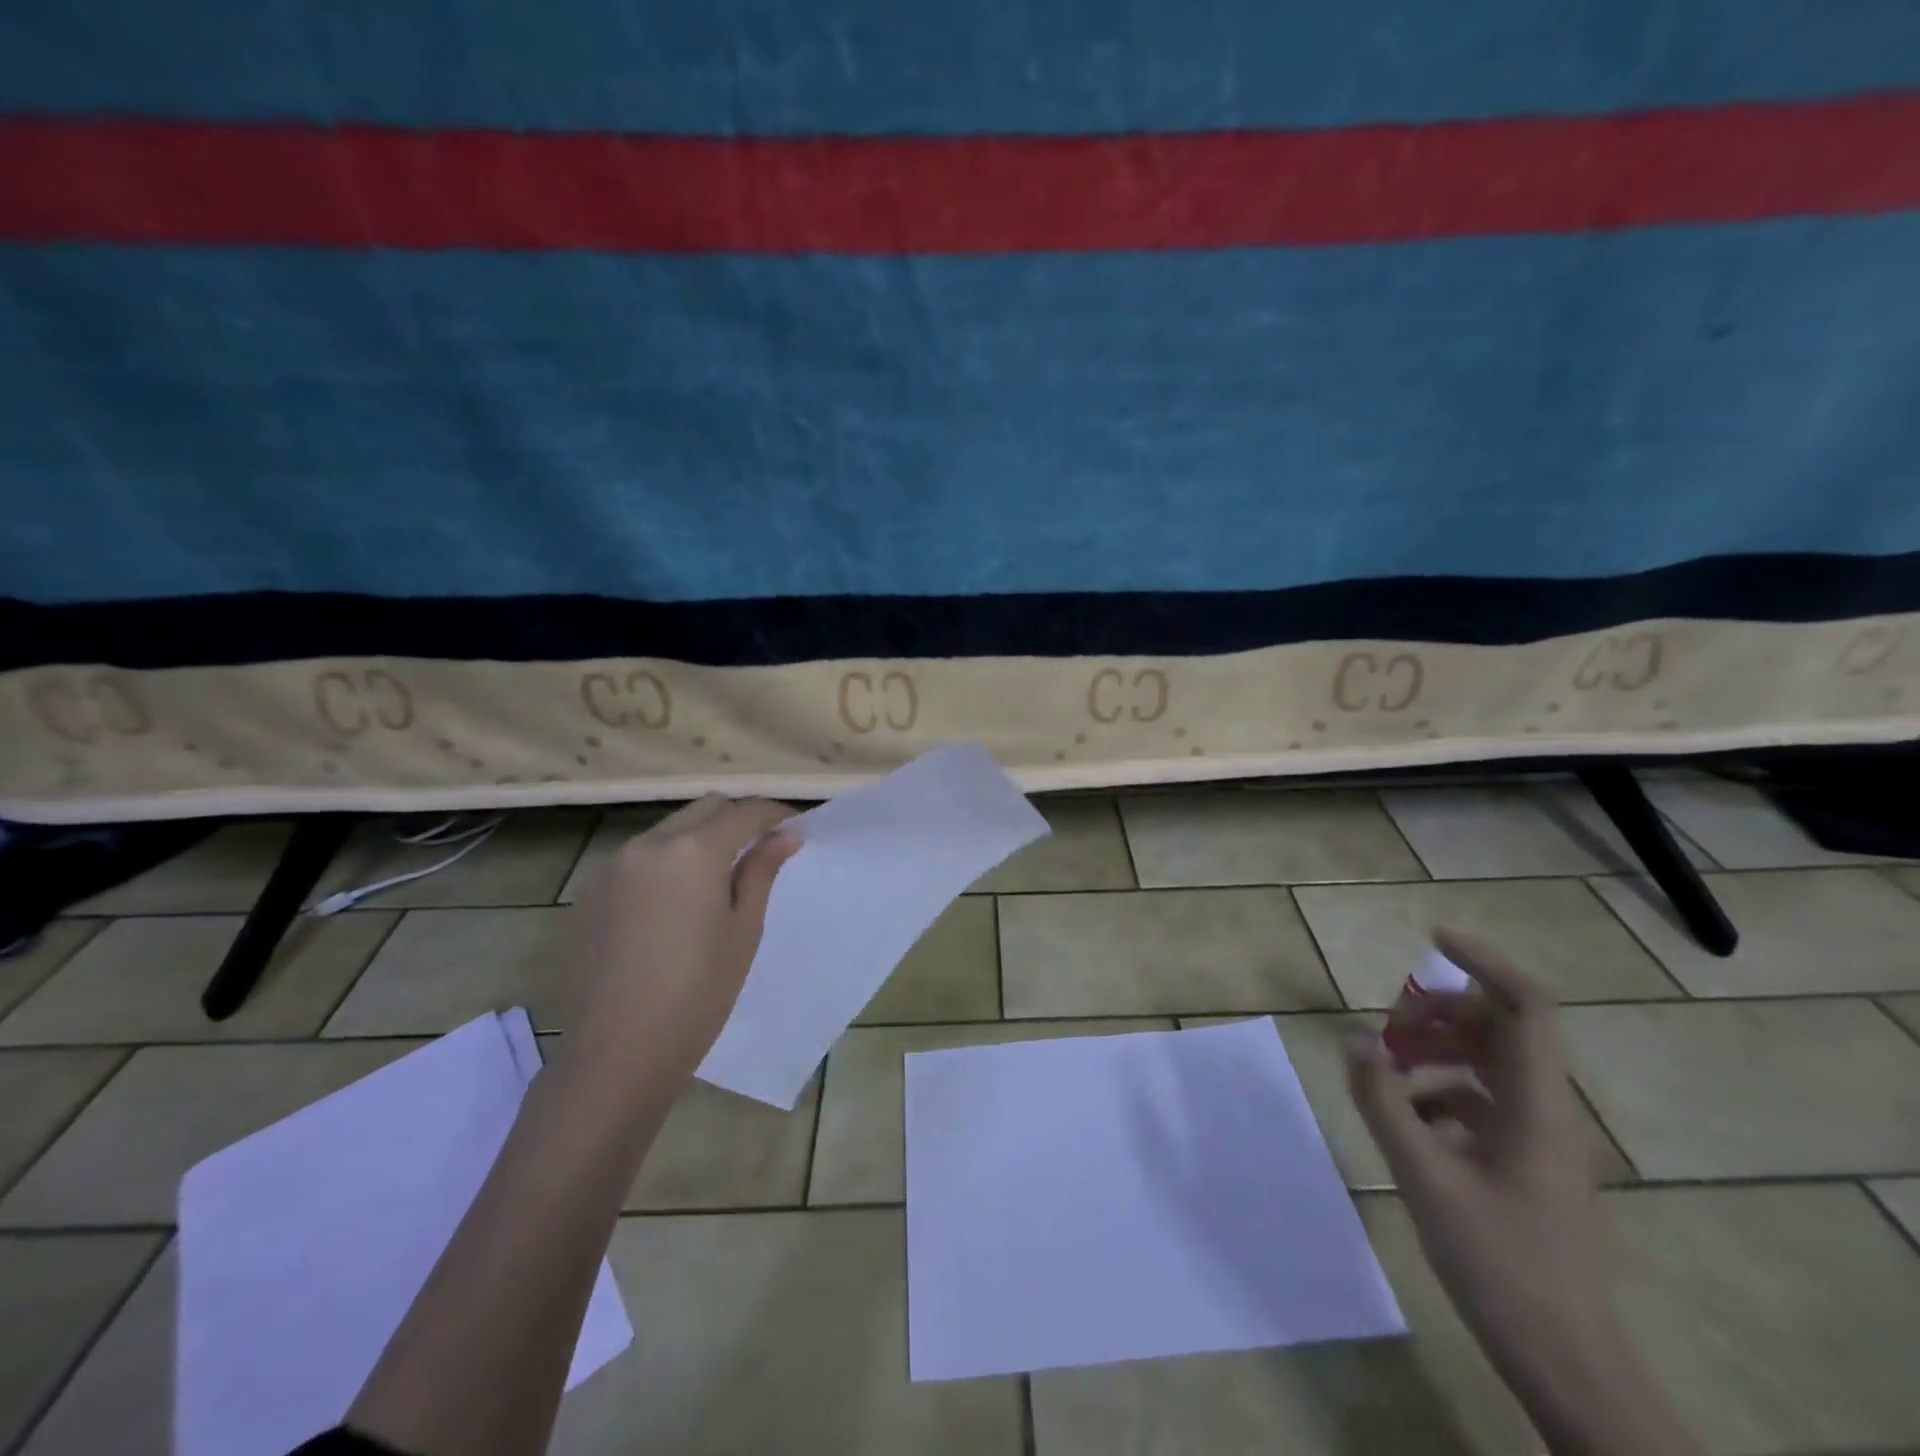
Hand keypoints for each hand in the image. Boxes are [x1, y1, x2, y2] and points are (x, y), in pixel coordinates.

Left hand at [568, 796, 798, 1094]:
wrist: (616, 1054)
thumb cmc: (697, 994)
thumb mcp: (743, 930)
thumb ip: (761, 871)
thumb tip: (785, 835)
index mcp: (693, 852)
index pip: (743, 812)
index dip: (774, 813)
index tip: (793, 826)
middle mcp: (648, 845)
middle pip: (703, 809)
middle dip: (736, 818)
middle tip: (761, 848)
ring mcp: (612, 867)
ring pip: (668, 830)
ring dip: (699, 838)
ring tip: (718, 877)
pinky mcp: (590, 893)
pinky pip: (638, 858)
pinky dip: (666, 861)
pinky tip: (674, 904)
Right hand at [1346, 931, 1611, 1395]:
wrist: (1565, 1360)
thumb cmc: (1499, 1261)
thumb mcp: (1424, 1175)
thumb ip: (1383, 1101)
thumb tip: (1352, 1041)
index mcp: (1535, 1104)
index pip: (1526, 1006)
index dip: (1485, 963)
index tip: (1433, 939)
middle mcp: (1546, 1110)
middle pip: (1500, 1028)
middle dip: (1440, 1013)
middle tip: (1387, 1028)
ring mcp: (1540, 1138)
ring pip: (1489, 1063)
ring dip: (1436, 1051)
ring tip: (1386, 1068)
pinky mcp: (1527, 1163)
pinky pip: (1483, 1101)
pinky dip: (1441, 1091)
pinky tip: (1406, 1118)